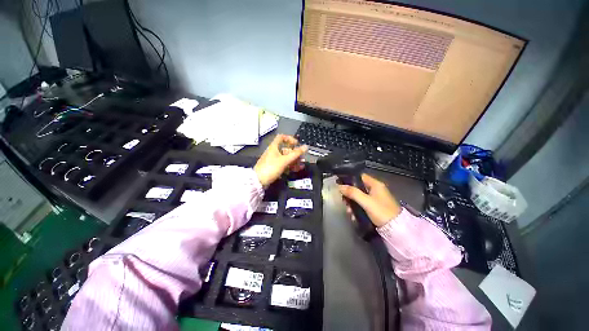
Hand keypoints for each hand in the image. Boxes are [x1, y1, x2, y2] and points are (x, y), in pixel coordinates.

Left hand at [254, 134, 307, 187]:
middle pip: (286, 149)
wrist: (259, 181)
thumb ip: (296, 154)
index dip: (290, 139)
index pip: (281, 137)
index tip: (297, 144)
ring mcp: (273, 160)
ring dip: (294, 160)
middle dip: (295, 153)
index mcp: (274, 147)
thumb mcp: (284, 160)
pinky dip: (290, 166)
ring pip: (286, 158)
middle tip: (302, 158)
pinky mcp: (274, 168)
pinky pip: (284, 164)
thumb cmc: (271, 168)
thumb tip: (306, 146)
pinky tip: (297, 169)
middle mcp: (273, 152)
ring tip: (301, 165)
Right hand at [338, 174, 400, 226]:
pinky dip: (357, 208)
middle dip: (349, 194)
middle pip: (358, 187)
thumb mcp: (366, 201)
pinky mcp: (375, 207)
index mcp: (375, 184)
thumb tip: (339, 186)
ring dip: (352, 203)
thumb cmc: (381, 211)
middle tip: (343, 201)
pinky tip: (353, 215)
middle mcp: (375, 189)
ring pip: (359, 197)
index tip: (340, 185)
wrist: (397, 229)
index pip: (360, 176)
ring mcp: (375, 199)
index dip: (350, 179)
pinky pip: (362, 204)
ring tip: (348, 211)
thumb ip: (352, 192)